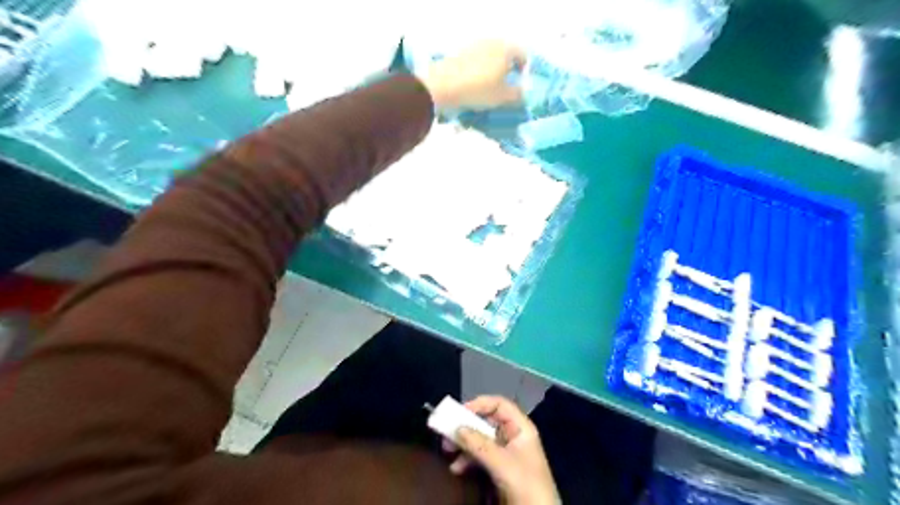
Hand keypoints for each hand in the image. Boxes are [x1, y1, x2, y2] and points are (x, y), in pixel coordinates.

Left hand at [422, 40, 527, 112]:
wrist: (443, 86)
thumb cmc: (479, 89)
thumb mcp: (503, 97)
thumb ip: (517, 95)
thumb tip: (522, 93)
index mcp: (506, 49)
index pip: (522, 56)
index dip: (524, 72)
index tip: (519, 86)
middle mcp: (491, 42)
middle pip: (504, 56)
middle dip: (506, 72)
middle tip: (504, 90)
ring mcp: (473, 46)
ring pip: (488, 60)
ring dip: (490, 74)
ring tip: (487, 92)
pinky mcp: (459, 54)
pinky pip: (474, 64)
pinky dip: (477, 75)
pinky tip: (472, 89)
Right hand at [442, 396, 556, 501]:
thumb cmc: (525, 484)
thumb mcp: (502, 463)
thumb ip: (479, 445)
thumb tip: (457, 428)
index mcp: (520, 428)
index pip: (499, 404)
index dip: (480, 404)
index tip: (459, 412)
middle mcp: (513, 436)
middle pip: (487, 421)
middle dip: (466, 426)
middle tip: (446, 432)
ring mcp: (507, 453)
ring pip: (481, 439)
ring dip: (464, 444)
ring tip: (447, 451)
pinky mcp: (500, 469)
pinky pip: (481, 456)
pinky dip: (468, 460)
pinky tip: (457, 468)